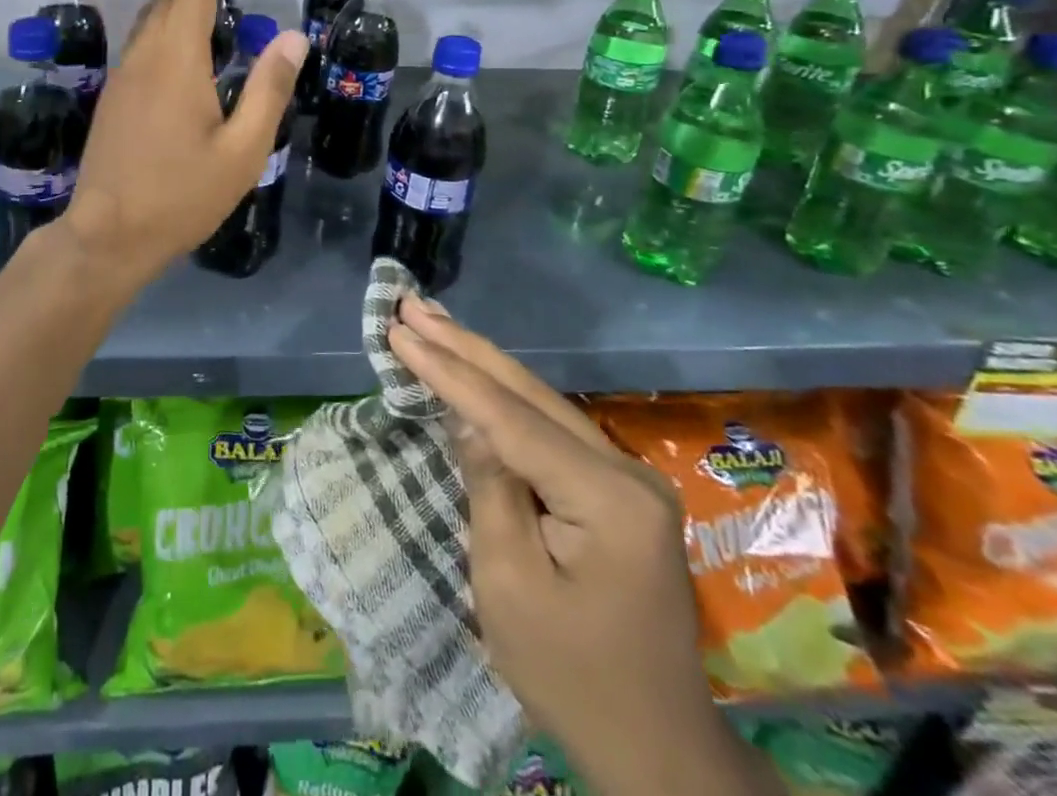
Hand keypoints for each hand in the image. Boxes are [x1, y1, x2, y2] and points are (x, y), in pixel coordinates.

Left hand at [62, 0, 305, 287]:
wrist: (108, 234)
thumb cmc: (181, 196)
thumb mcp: (242, 151)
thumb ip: (268, 90)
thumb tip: (293, 37)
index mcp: (175, 61)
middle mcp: (143, 56)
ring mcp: (123, 74)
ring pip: (149, 14)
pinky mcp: (114, 94)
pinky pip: (141, 37)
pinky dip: (166, 18)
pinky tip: (182, 36)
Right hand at [387, 302, 776, 795]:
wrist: (657, 752)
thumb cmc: (571, 677)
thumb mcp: (508, 584)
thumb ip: (489, 487)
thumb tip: (467, 418)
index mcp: (607, 496)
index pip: (509, 416)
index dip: (447, 370)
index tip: (399, 329)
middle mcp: (625, 470)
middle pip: (529, 393)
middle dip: (463, 346)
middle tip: (412, 304)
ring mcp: (627, 477)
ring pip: (541, 402)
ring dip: (482, 363)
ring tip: (434, 323)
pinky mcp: (618, 491)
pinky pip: (550, 428)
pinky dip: (505, 397)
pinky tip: (476, 372)